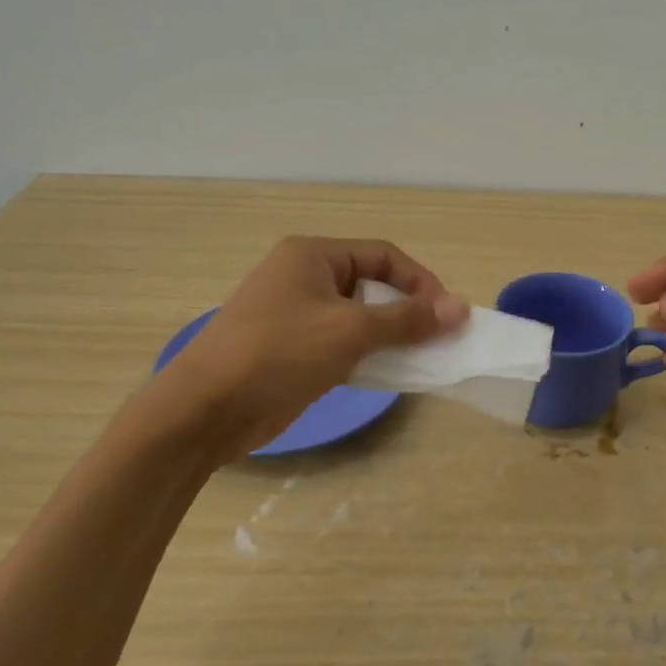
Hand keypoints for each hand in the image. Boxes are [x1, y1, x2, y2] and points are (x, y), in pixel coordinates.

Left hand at [143, 236, 467, 458]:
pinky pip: (344, 344)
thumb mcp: (349, 331)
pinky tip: (392, 373)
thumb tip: (461, 308)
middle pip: (373, 285)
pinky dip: (370, 355)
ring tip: (423, 358)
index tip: (448, 314)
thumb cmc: (278, 354)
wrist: (205, 410)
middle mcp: (305, 277)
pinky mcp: (294, 350)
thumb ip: (407, 319)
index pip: (383, 256)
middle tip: (439, 338)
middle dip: (409, 310)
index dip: (420, 281)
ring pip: (360, 317)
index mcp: (312, 255)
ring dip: (392, 336)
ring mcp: (297, 315)